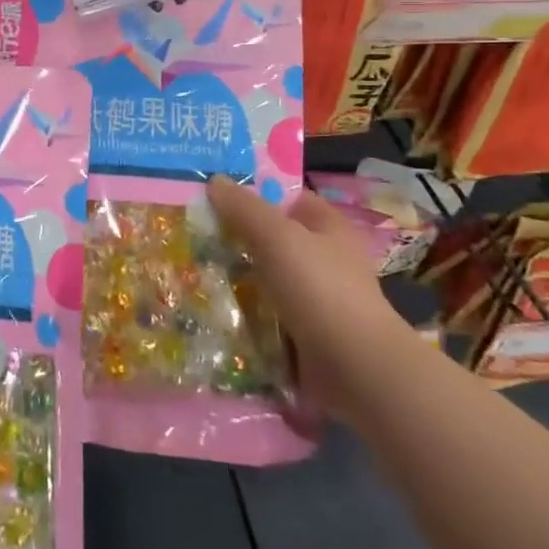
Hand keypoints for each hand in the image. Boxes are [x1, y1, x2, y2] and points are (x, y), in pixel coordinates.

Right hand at [208, 176, 416, 419]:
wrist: (355, 367)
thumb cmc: (319, 288)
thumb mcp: (276, 236)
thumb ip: (244, 208)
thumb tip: (215, 180)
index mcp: (328, 226)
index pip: (287, 197)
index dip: (253, 192)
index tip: (212, 195)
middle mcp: (325, 258)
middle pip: (273, 238)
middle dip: (237, 238)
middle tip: (194, 233)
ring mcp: (317, 298)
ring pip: (267, 278)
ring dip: (237, 278)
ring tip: (194, 271)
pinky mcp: (307, 333)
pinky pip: (268, 314)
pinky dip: (246, 313)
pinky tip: (215, 309)